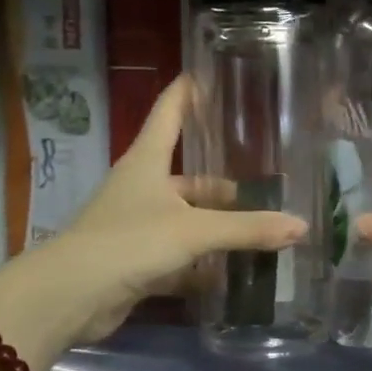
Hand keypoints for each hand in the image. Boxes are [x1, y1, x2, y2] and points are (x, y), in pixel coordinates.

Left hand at [26, 77, 306, 345]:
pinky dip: (202, 264)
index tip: (207, 74)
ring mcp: (137, 226)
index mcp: (147, 162)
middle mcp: (141, 188)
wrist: (70, 296)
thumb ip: (248, 229)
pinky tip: (231, 273)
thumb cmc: (130, 242)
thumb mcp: (194, 231)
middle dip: (223, 184)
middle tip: (264, 183)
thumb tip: (301, 226)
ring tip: (259, 230)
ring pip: (186, 219)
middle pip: (188, 177)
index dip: (187, 93)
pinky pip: (179, 256)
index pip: (168, 113)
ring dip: (216, 226)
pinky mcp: (137, 260)